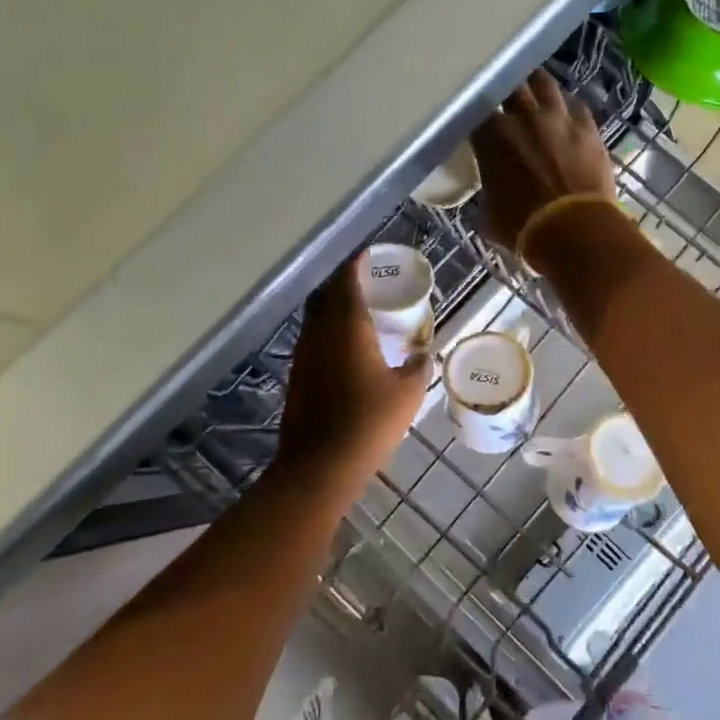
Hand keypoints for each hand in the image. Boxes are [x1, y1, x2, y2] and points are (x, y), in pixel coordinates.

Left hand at [277, 257, 428, 485]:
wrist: (320, 464)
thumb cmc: (369, 421)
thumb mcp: (408, 393)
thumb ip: (418, 366)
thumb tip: (422, 354)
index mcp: (348, 327)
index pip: (347, 281)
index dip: (356, 264)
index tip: (368, 255)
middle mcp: (320, 333)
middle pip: (326, 295)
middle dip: (343, 283)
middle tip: (366, 282)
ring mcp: (303, 355)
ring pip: (315, 318)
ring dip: (333, 308)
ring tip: (357, 311)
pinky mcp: (297, 377)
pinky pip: (312, 340)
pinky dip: (327, 333)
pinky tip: (344, 348)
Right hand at [471, 69, 618, 253]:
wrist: (574, 229)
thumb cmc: (524, 227)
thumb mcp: (490, 213)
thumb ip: (489, 190)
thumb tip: (490, 190)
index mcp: (491, 137)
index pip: (476, 112)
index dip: (478, 116)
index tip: (479, 123)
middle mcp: (522, 117)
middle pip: (510, 86)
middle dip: (506, 90)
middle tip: (507, 98)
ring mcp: (557, 117)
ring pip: (544, 83)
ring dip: (537, 84)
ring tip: (535, 88)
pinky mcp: (587, 126)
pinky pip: (576, 105)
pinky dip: (569, 106)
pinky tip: (568, 112)